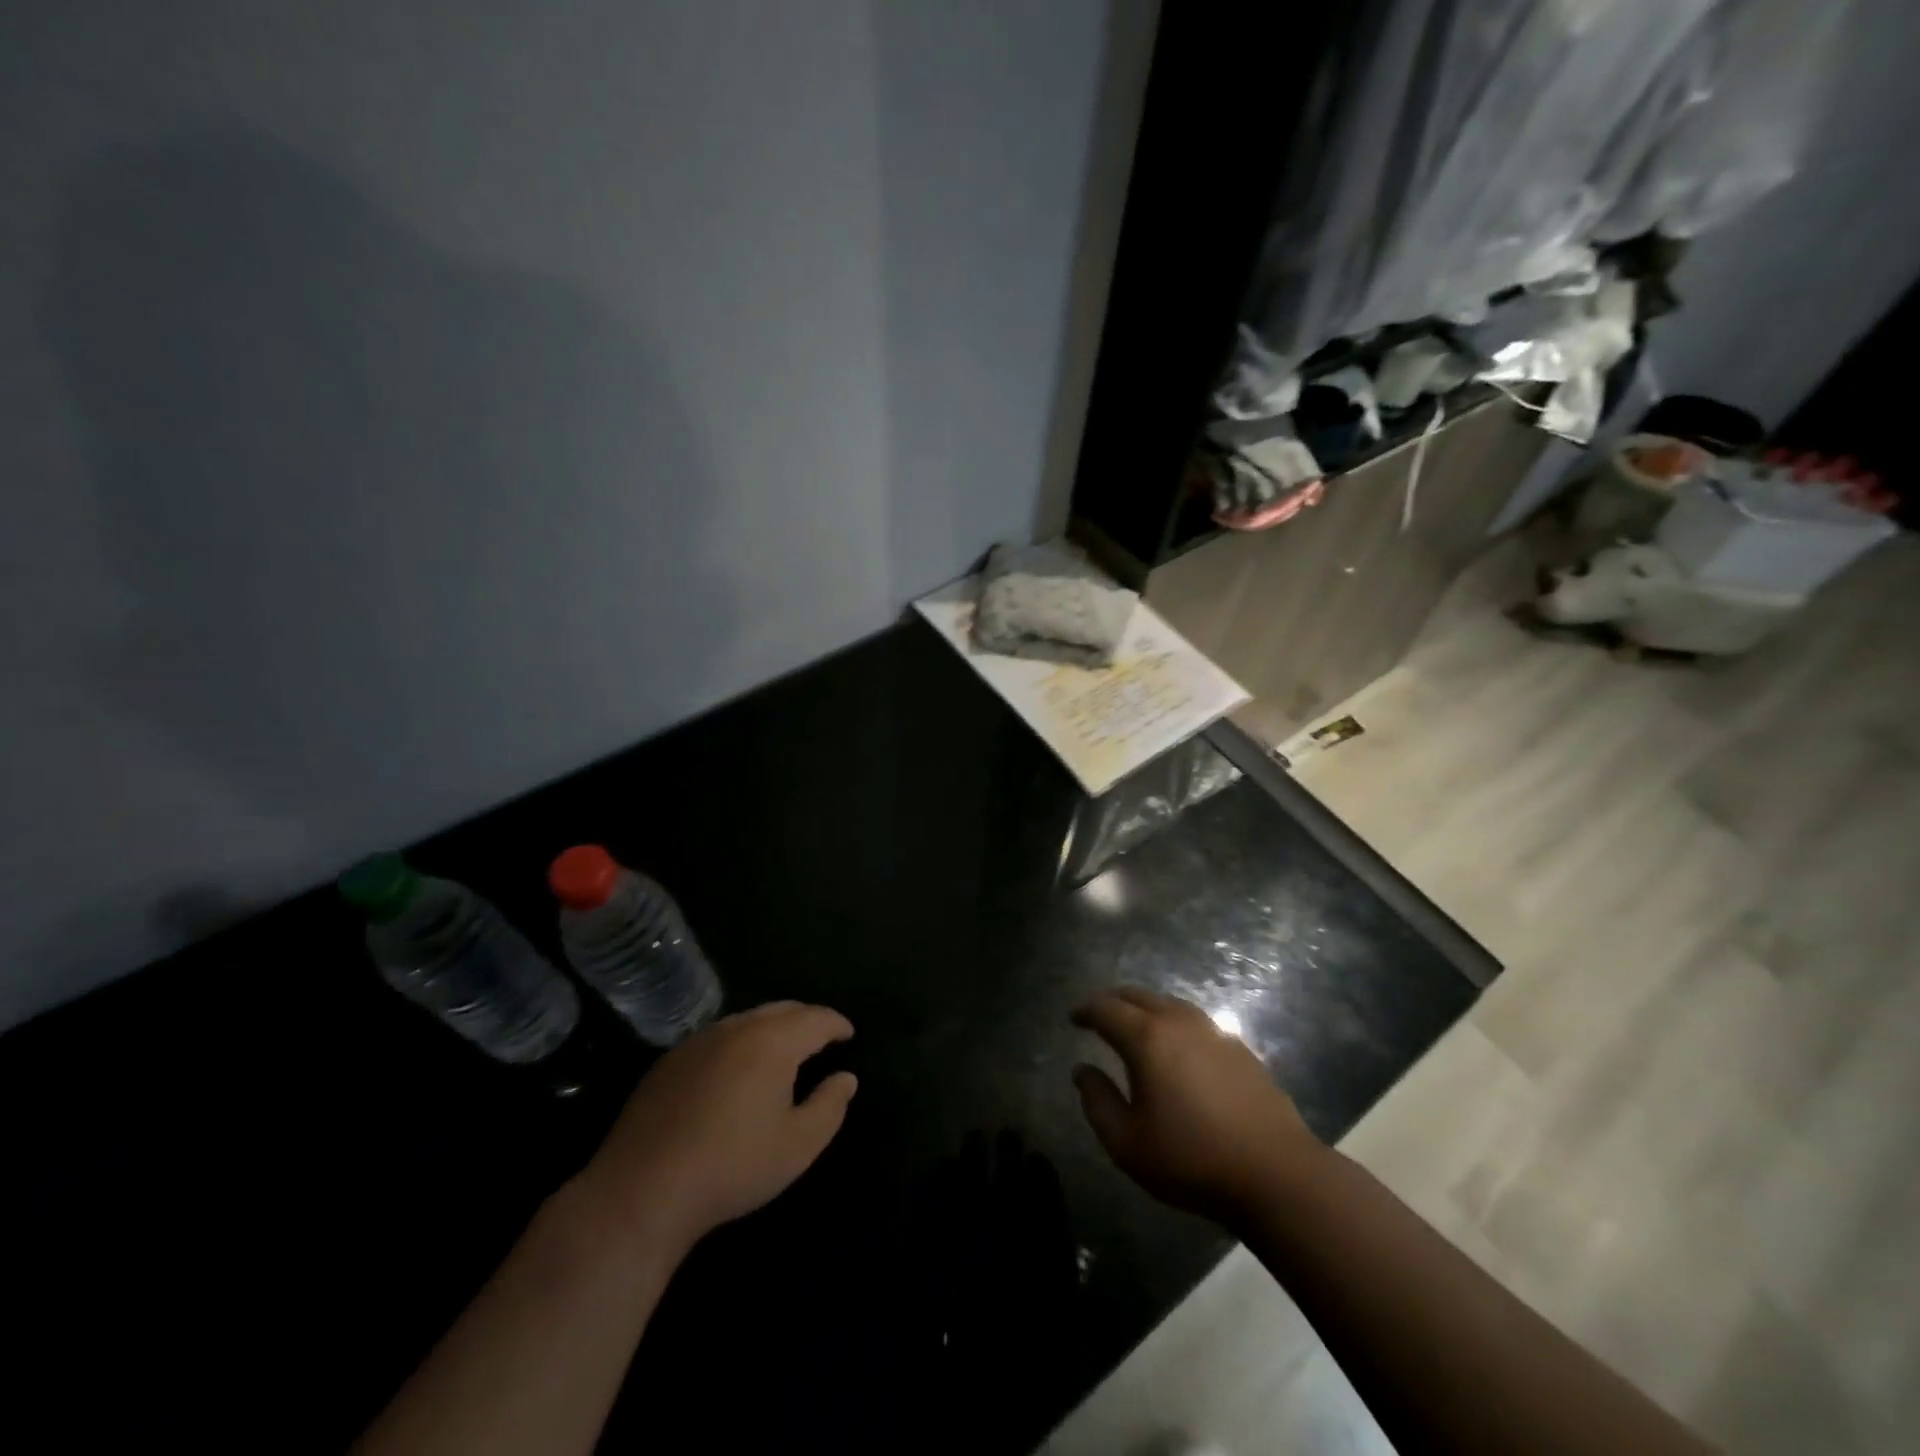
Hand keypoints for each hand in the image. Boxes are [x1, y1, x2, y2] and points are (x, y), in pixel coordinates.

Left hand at [581, 1001, 857, 1254]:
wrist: (642, 1190)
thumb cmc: (732, 1167)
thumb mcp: (798, 1145)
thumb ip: (830, 1106)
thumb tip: (846, 1078)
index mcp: (772, 1042)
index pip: (816, 1018)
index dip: (837, 1024)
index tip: (849, 1034)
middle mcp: (737, 1028)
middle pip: (782, 1009)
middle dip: (807, 1020)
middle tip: (821, 1040)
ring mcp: (700, 1040)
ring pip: (748, 1019)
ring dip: (772, 1029)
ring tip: (783, 1054)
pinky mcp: (671, 1059)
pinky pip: (719, 1037)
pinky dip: (741, 1043)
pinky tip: (737, 1072)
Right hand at [1072, 987, 1320, 1223]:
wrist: (1276, 1174)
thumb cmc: (1192, 1159)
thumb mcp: (1127, 1143)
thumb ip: (1096, 1102)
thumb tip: (1081, 1070)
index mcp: (1146, 1038)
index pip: (1106, 1008)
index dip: (1085, 1010)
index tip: (1073, 1018)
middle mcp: (1178, 1022)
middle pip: (1138, 995)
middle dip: (1113, 1001)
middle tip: (1099, 1015)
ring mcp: (1213, 1031)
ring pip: (1169, 1003)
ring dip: (1145, 1007)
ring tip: (1135, 1025)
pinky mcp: (1239, 1048)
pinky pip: (1195, 1021)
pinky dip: (1174, 1023)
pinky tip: (1178, 1047)